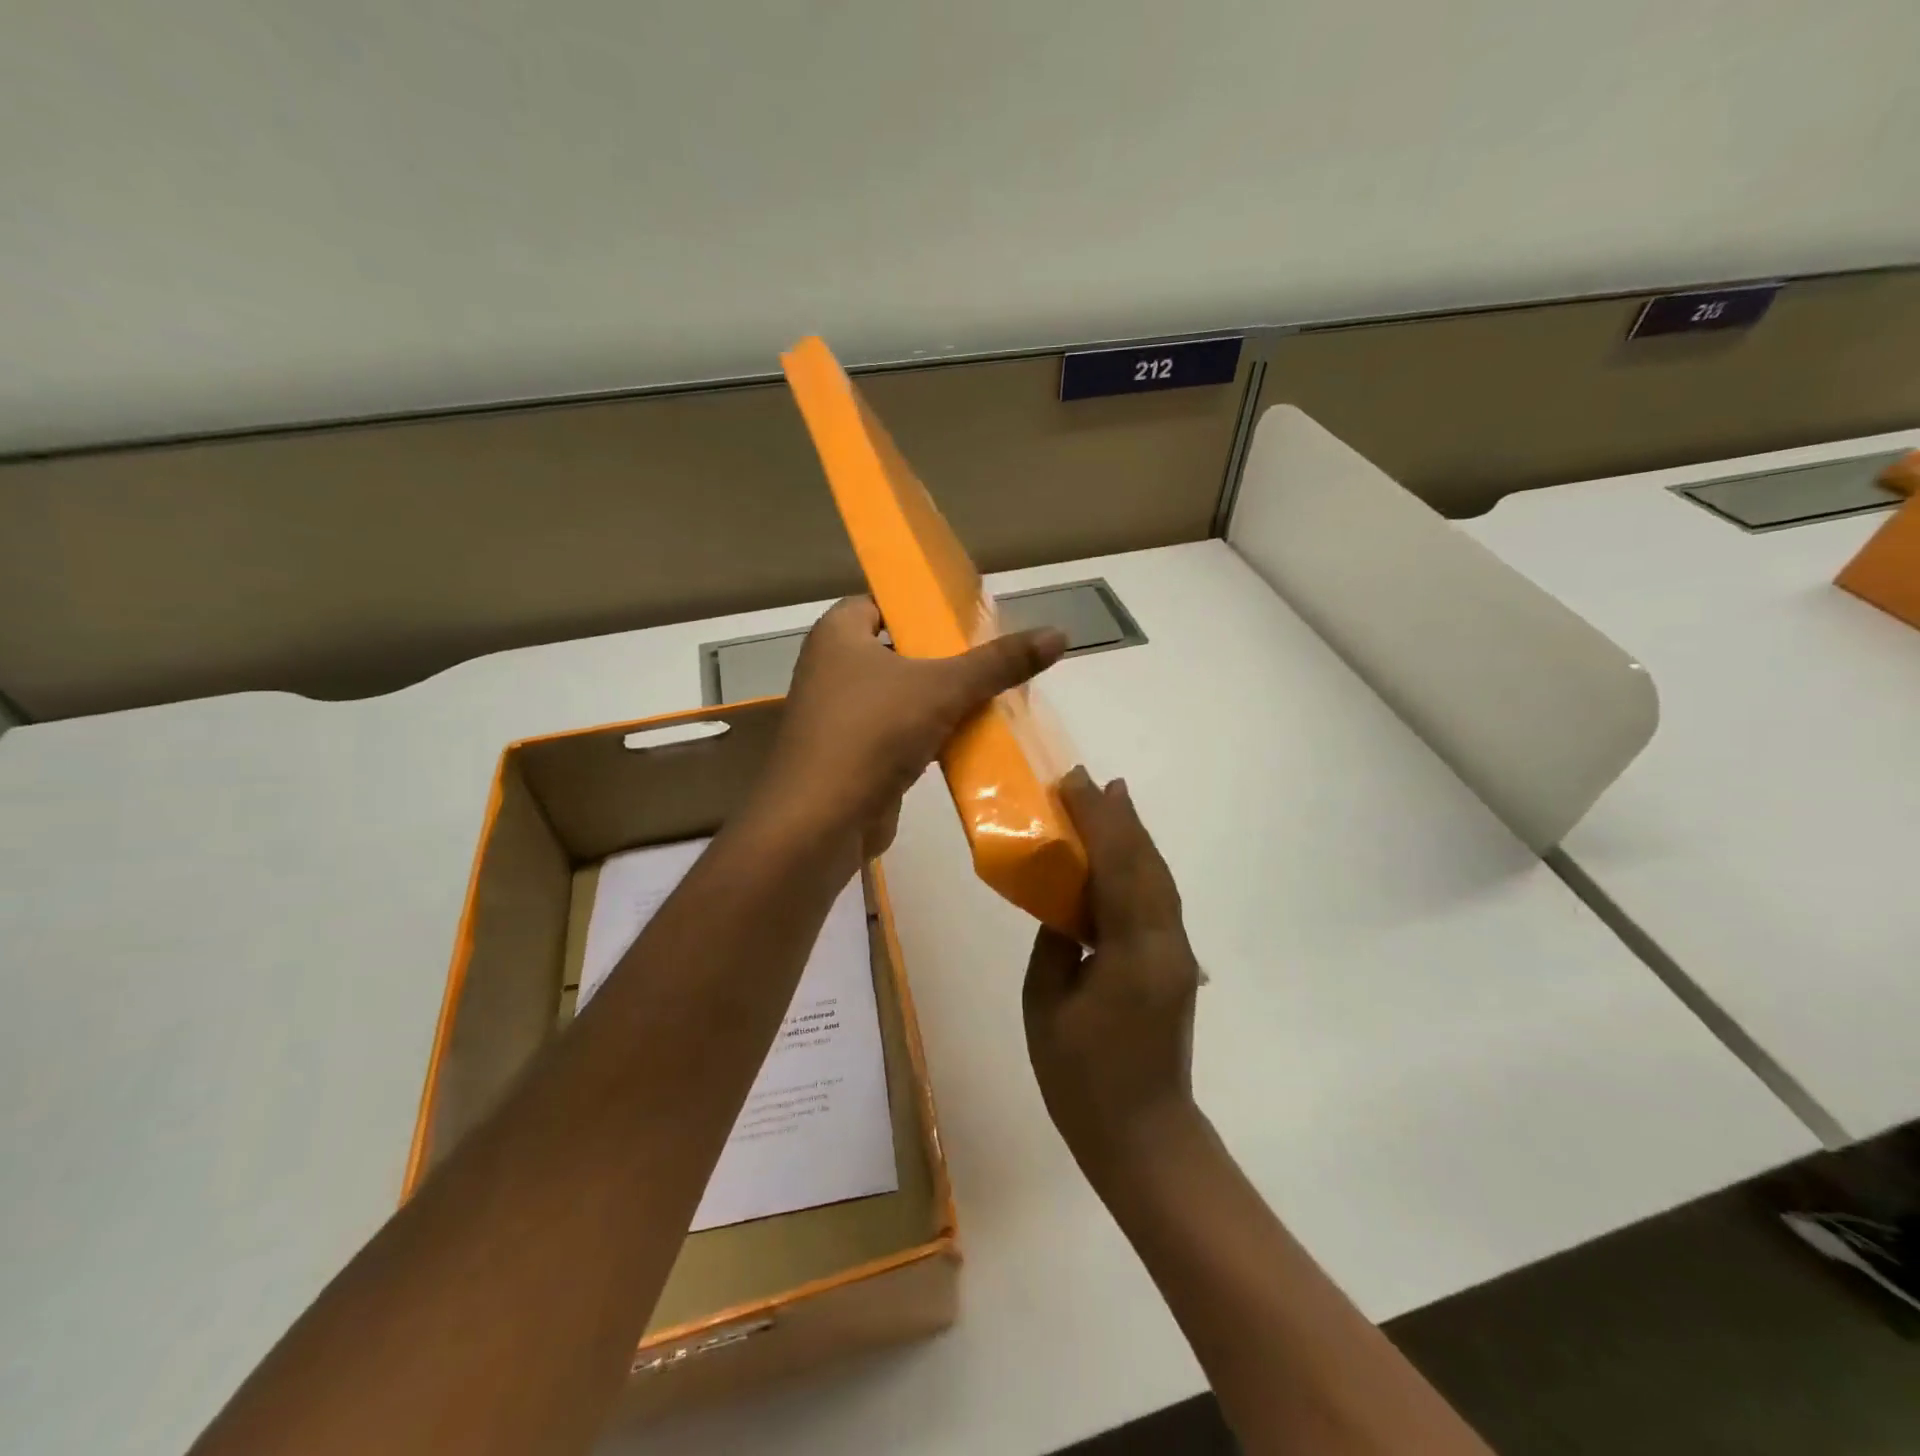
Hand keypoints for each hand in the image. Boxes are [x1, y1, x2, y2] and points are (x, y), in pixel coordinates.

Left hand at [764, 597, 1066, 858]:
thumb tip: (1059, 634)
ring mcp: (839, 715)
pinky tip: (968, 740)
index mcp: (838, 634)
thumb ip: (998, 662)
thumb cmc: (873, 733)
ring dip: (940, 699)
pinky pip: (897, 733)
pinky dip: (928, 734)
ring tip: (991, 696)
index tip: (967, 618)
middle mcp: (831, 668)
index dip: (923, 606)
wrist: (822, 821)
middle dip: (942, 657)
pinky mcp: (851, 755)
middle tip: (991, 658)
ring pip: (900, 695)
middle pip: (898, 649)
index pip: (883, 602)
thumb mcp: (944, 688)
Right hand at [1024, 768, 1202, 1182]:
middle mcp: (1166, 943)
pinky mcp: (1175, 965)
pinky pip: (1157, 900)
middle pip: (1147, 864)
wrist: (1144, 1138)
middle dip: (1121, 818)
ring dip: (1134, 838)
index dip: (1098, 820)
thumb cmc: (1082, 1078)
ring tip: (1109, 803)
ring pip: (1158, 879)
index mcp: (1133, 951)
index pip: (1118, 867)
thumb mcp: (1046, 1004)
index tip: (1074, 784)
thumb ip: (1056, 943)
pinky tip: (1121, 859)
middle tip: (1092, 782)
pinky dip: (1139, 868)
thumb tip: (1064, 906)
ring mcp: (1177, 954)